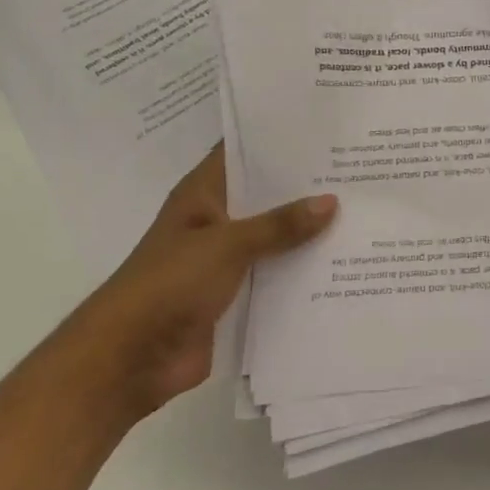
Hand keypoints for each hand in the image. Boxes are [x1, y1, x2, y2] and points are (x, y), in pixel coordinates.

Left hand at [58, 145, 335, 419]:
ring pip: (274, 236)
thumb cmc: (169, 284)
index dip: (279, 138)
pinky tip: (342, 262)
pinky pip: (274, 274)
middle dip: (305, 186)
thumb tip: (332, 201)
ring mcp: (224, 259)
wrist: (128, 361)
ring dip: (307, 231)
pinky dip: (300, 270)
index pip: (243, 152)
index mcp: (203, 194)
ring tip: (361, 211)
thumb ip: (280, 225)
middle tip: (357, 168)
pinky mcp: (235, 295)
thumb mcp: (228, 245)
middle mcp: (216, 220)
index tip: (324, 128)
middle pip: (265, 195)